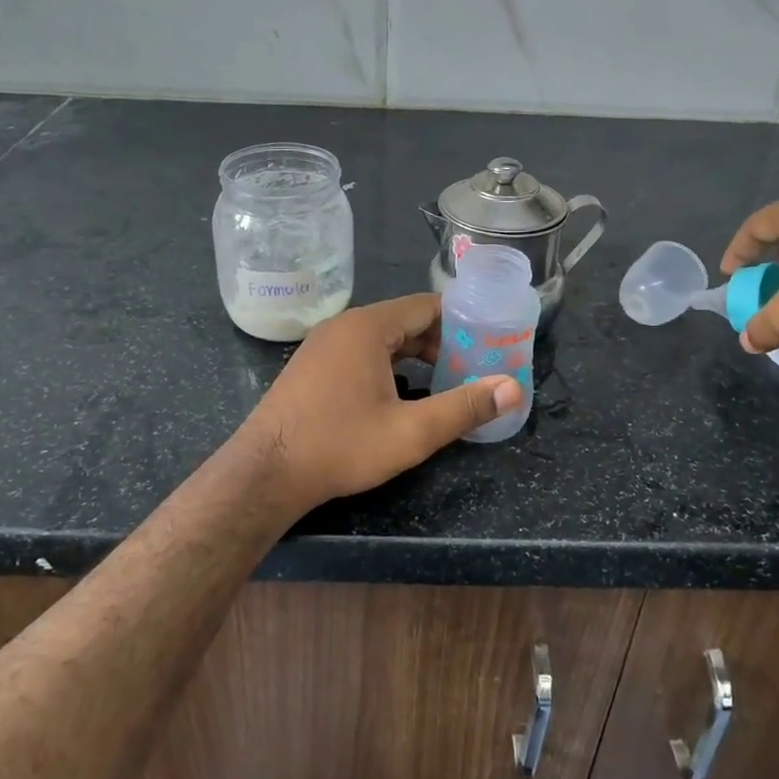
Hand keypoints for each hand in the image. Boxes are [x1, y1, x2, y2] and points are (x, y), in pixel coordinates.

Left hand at [236, 294, 519, 513]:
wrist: (266, 473)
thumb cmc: (340, 446)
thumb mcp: (411, 432)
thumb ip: (464, 407)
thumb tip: (513, 388)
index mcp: (368, 327)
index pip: (427, 306)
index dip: (462, 321)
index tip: (489, 340)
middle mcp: (344, 326)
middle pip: (405, 320)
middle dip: (442, 341)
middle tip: (474, 366)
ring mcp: (323, 344)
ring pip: (382, 338)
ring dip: (415, 355)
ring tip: (446, 380)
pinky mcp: (312, 366)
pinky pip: (360, 352)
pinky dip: (388, 364)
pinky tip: (402, 393)